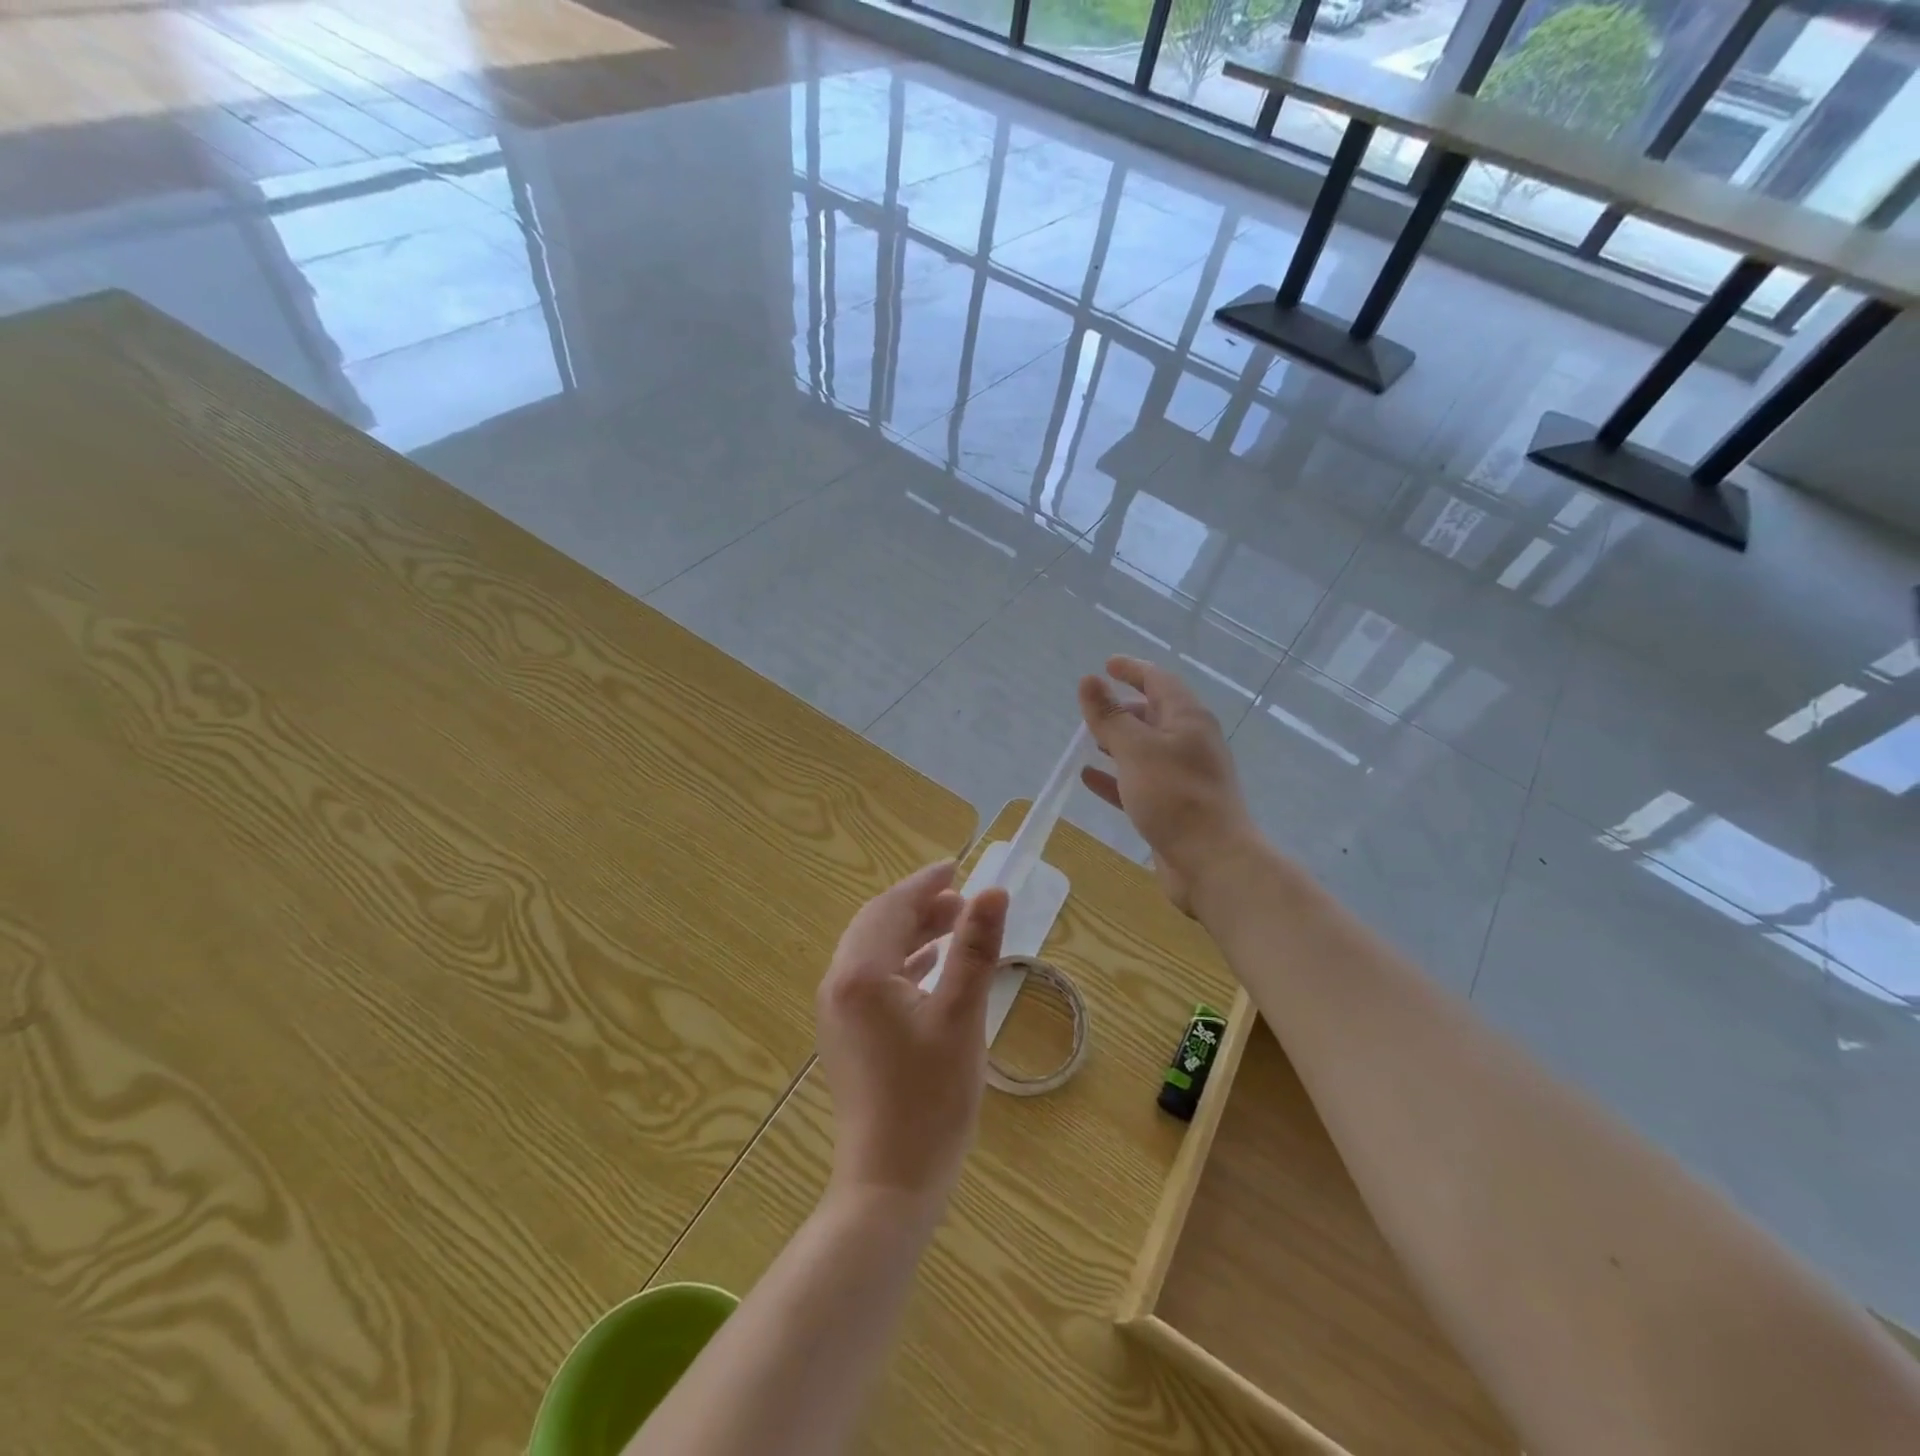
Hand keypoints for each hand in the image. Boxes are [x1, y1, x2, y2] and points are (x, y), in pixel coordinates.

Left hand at [816, 862, 1009, 1216]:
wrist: (890, 1184)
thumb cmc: (930, 1098)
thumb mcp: (962, 1015)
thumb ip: (975, 948)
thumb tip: (992, 891)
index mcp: (861, 974)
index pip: (892, 908)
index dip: (925, 884)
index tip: (957, 867)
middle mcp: (839, 985)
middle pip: (876, 925)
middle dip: (919, 907)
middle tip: (962, 901)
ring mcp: (838, 1013)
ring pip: (873, 952)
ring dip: (911, 934)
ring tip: (955, 929)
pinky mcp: (846, 1037)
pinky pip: (871, 980)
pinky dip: (902, 964)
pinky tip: (932, 971)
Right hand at [1078, 656, 1262, 912]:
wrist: (1213, 862)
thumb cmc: (1175, 797)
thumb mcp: (1136, 750)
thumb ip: (1109, 716)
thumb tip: (1089, 681)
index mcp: (1187, 719)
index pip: (1159, 681)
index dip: (1132, 669)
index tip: (1106, 665)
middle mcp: (1189, 743)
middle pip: (1154, 714)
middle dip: (1123, 708)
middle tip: (1092, 709)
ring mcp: (1183, 777)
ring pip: (1145, 750)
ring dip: (1118, 742)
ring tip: (1087, 740)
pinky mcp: (1173, 807)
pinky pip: (1139, 782)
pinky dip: (1115, 776)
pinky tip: (1088, 778)